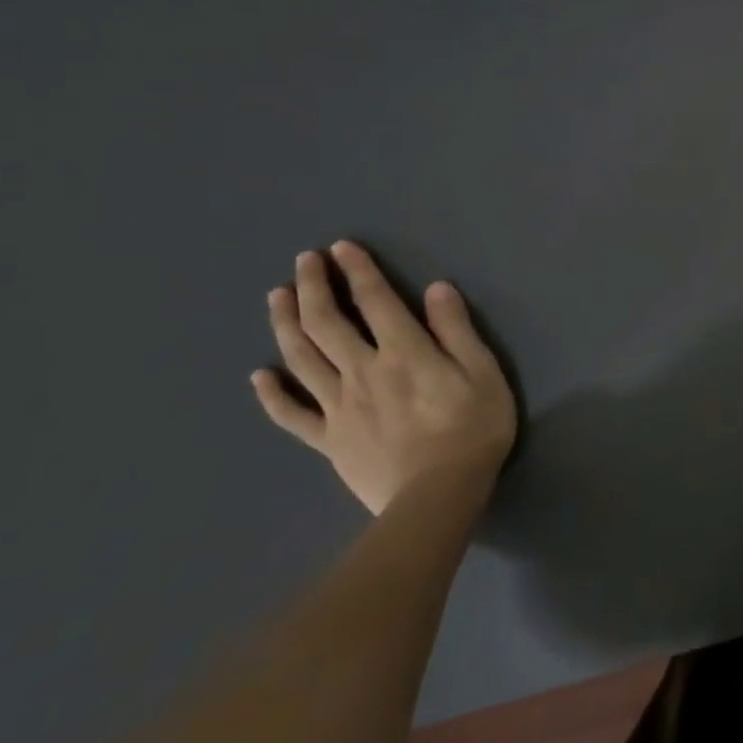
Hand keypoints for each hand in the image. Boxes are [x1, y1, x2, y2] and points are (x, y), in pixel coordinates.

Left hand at [252, 241, 516, 514]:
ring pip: (302, 359)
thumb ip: (457, 329)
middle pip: (328, 324)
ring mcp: (339, 407)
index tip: (341, 247)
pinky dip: (271, 393)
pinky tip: (259, 374)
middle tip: (303, 261)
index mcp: (405, 352)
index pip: (376, 302)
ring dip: (286, 324)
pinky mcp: (328, 440)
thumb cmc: (474, 427)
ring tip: (277, 297)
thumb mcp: (483, 371)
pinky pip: (291, 414)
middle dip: (313, 288)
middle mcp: (363, 372)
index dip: (358, 272)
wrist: (439, 494)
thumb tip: (436, 288)